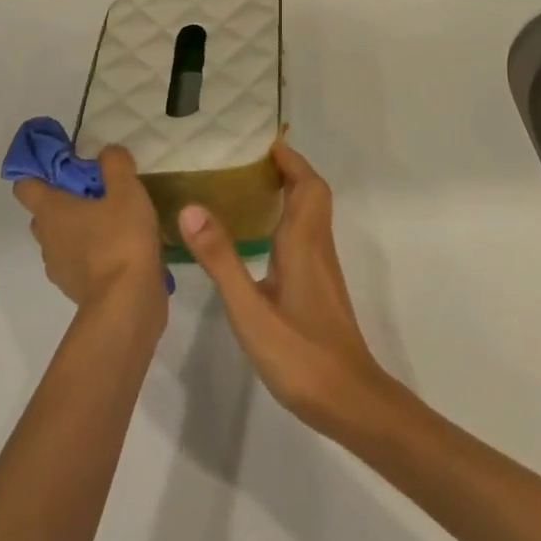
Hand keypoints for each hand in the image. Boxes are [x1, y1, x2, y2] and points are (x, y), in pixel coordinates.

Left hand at [12, 146, 165, 313]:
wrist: (127, 303)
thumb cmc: (120, 239)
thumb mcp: (126, 190)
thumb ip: (116, 164)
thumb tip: (107, 152)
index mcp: (50, 211)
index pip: (25, 185)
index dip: (38, 170)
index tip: (62, 162)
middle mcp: (46, 238)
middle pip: (44, 212)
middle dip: (65, 199)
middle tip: (97, 190)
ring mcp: (59, 267)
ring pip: (62, 238)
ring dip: (80, 228)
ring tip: (114, 220)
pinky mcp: (76, 288)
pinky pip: (79, 261)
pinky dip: (93, 253)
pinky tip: (121, 248)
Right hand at [176, 143, 393, 436]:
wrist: (348, 399)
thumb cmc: (299, 353)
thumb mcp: (249, 308)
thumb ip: (221, 258)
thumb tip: (192, 207)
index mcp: (303, 242)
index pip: (306, 184)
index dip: (290, 159)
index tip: (263, 142)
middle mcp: (317, 247)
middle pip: (312, 194)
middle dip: (289, 170)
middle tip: (250, 162)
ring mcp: (322, 268)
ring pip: (312, 214)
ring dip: (290, 193)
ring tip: (248, 189)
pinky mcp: (320, 288)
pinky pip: (307, 235)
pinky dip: (289, 219)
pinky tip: (262, 239)